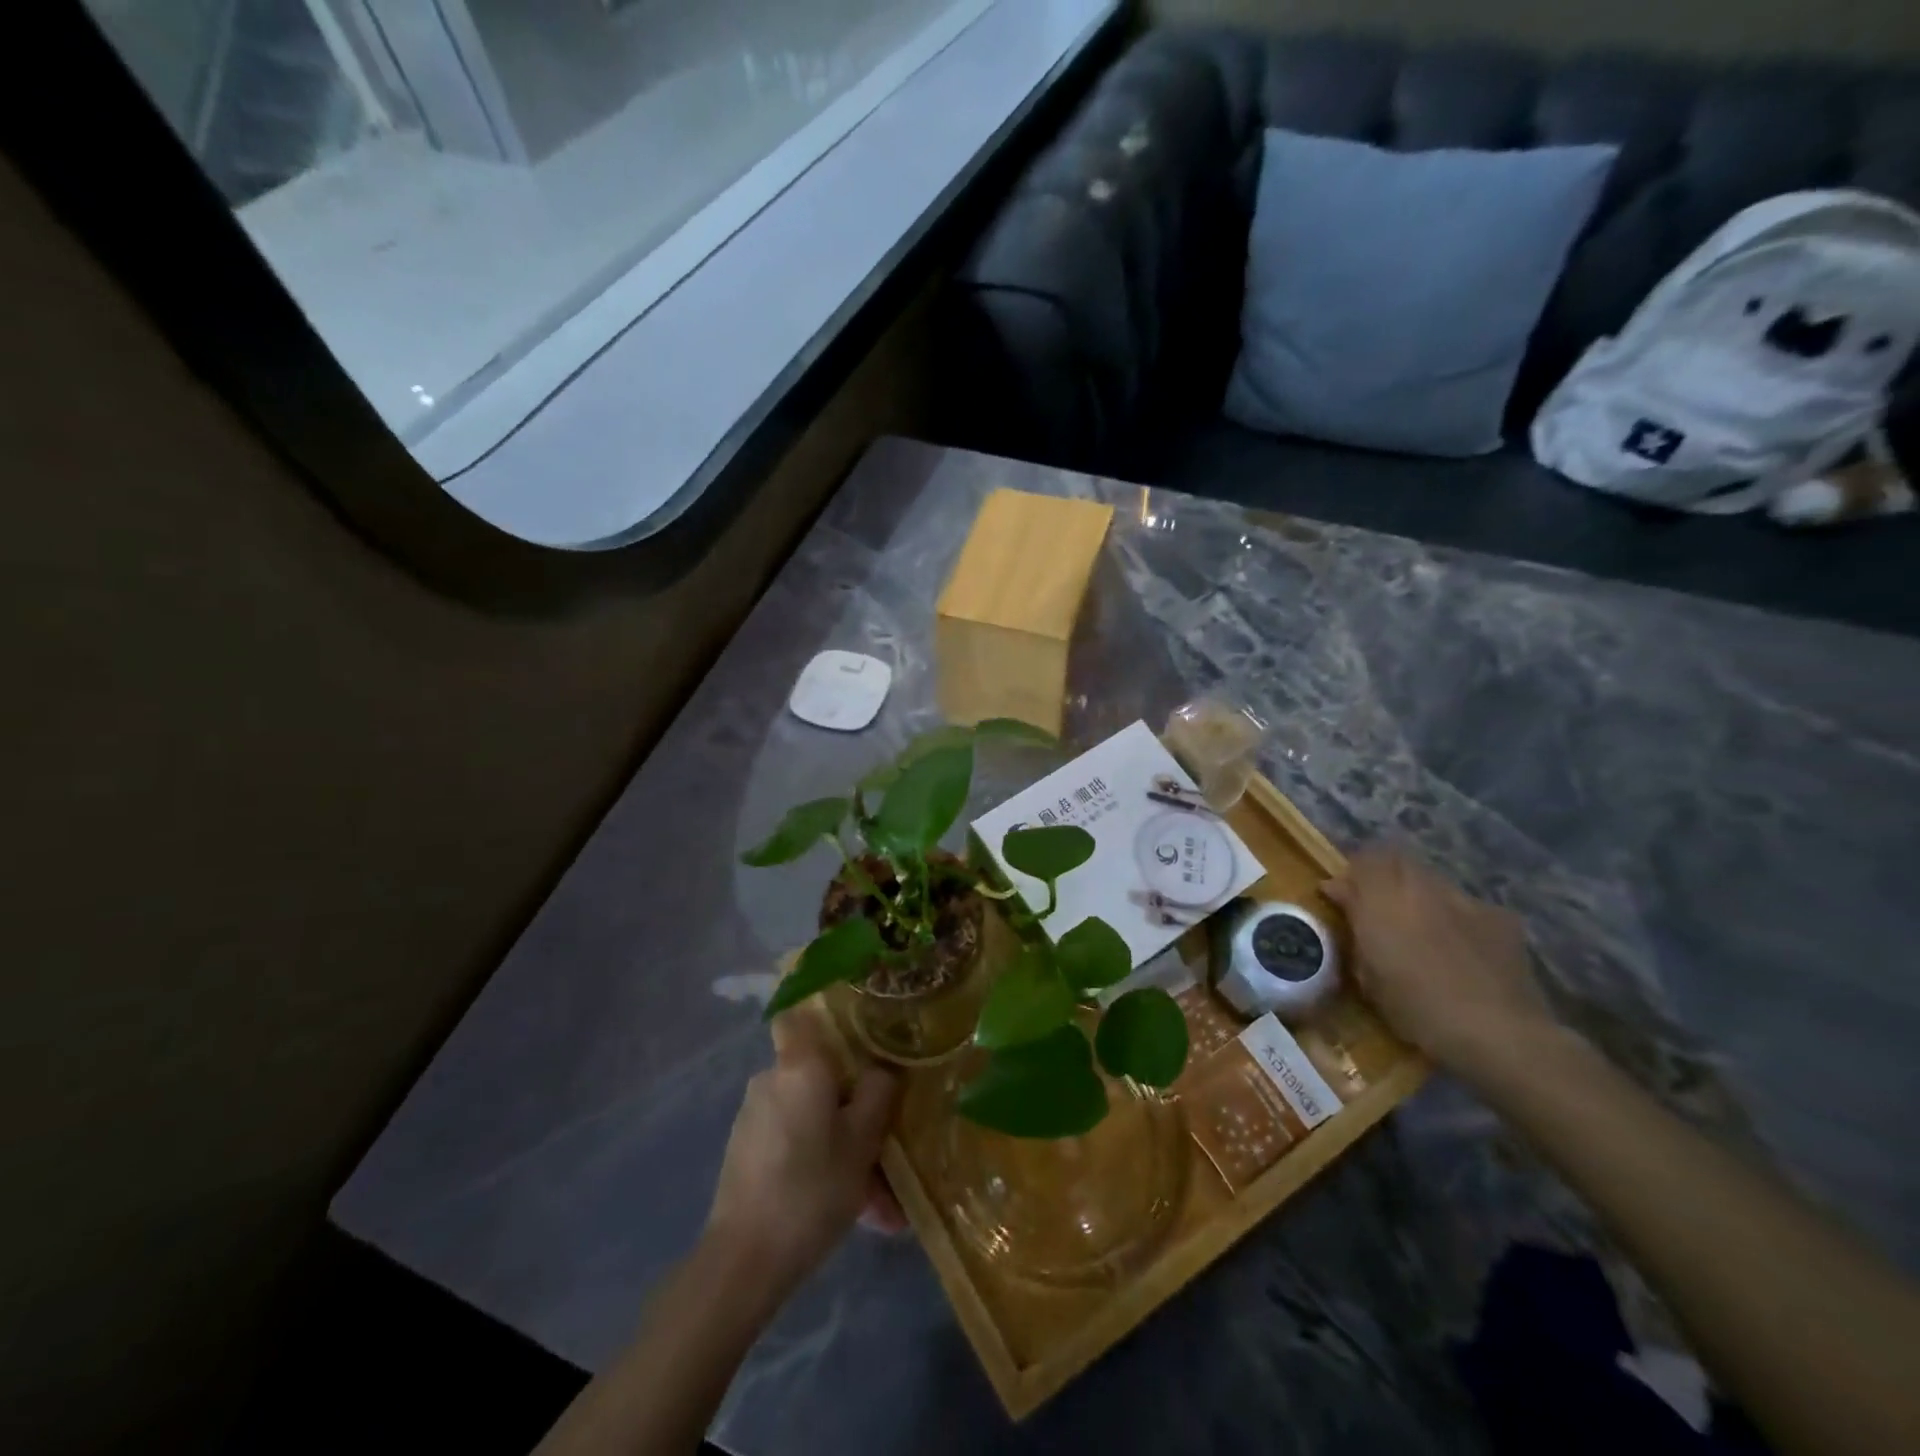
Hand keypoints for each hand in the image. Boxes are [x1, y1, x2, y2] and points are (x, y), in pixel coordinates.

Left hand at [705, 1009, 903, 1296]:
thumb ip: (878, 1094)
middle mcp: (772, 1078)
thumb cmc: (811, 1188)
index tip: (858, 1031)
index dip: (827, 1015)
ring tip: (878, 1202)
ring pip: (811, 1115)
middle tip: (885, 1143)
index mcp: (800, 1065)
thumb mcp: (863, 1142)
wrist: (743, 1261)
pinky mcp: (745, 1150)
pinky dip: (819, 1162)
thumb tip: (881, 1069)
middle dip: (853, 1105)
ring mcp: (754, 1115)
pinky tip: (849, 1209)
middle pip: (819, 1074)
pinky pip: (794, 1141)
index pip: (802, 1013)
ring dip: (842, 1145)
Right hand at [1323, 848, 1552, 1080]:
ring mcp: (1464, 899)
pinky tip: (1459, 946)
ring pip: (1431, 880)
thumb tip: (1342, 904)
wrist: (1499, 1033)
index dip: (1349, 877)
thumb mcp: (1369, 977)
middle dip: (1381, 876)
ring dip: (1417, 894)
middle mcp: (1421, 888)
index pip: (1361, 862)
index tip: (1339, 897)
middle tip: (1375, 906)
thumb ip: (1355, 932)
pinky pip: (1465, 904)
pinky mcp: (1499, 917)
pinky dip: (1453, 916)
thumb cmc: (1419, 1010)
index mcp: (1383, 901)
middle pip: (1396, 860)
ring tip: (1418, 926)